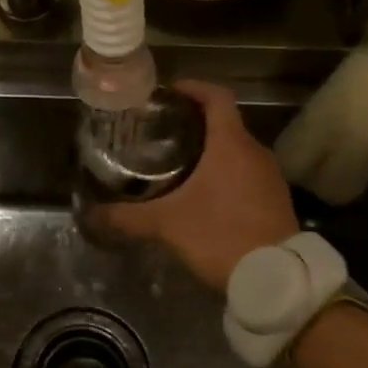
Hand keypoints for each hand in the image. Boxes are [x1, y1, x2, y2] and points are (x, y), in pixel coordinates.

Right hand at [95, 82, 297, 292]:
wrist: (275, 279)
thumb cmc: (220, 235)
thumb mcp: (167, 225)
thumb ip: (127, 217)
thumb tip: (90, 214)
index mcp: (231, 144)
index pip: (217, 97)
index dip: (194, 88)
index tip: (170, 92)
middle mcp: (255, 152)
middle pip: (226, 123)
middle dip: (196, 123)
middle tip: (163, 133)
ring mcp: (270, 177)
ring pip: (238, 150)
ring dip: (212, 150)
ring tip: (180, 163)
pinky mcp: (277, 200)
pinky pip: (248, 174)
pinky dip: (227, 174)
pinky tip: (206, 195)